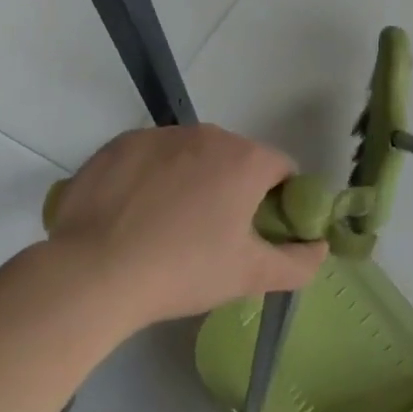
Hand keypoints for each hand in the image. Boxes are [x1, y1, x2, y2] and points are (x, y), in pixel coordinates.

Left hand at [45, 125, 325, 326]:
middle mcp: (210, 135)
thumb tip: (320, 247)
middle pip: (235, 159)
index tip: (256, 232)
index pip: (281, 170)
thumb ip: (299, 263)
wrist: (92, 274)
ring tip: (165, 227)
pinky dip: (150, 177)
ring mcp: (161, 135)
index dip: (277, 200)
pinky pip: (150, 156)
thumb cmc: (182, 271)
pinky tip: (132, 214)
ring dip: (190, 180)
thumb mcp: (249, 276)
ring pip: (191, 154)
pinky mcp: (120, 144)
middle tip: (210, 235)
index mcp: (247, 160)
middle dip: (231, 189)